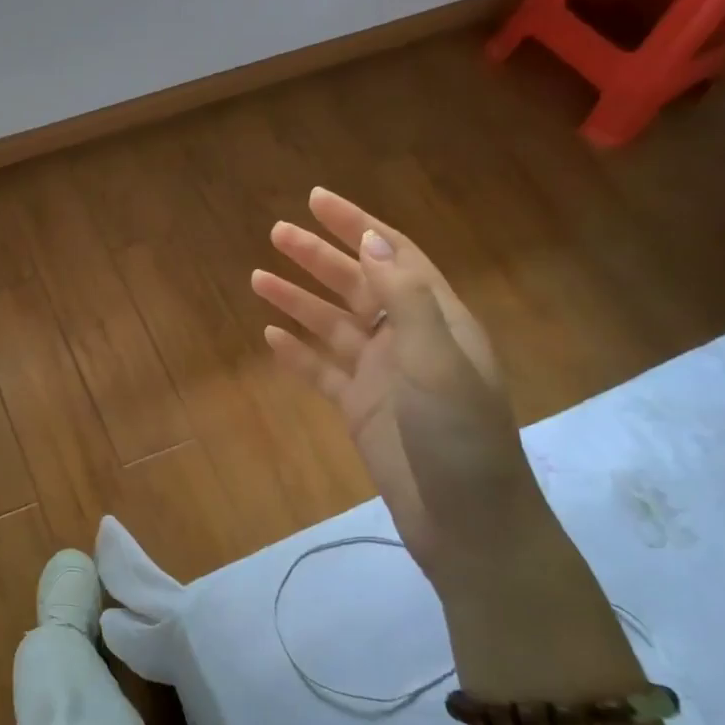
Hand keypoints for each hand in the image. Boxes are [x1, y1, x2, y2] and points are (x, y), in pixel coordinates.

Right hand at [251, 187, 558, 599]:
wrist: (467, 524)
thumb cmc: (459, 437)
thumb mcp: (436, 360)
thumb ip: (405, 298)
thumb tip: (371, 240)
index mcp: (437, 319)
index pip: (394, 255)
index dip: (357, 225)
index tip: (317, 199)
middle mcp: (409, 339)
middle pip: (358, 284)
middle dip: (318, 257)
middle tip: (275, 232)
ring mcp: (383, 375)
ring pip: (333, 325)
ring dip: (299, 300)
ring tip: (257, 278)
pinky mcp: (361, 409)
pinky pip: (322, 371)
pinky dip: (297, 353)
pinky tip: (270, 338)